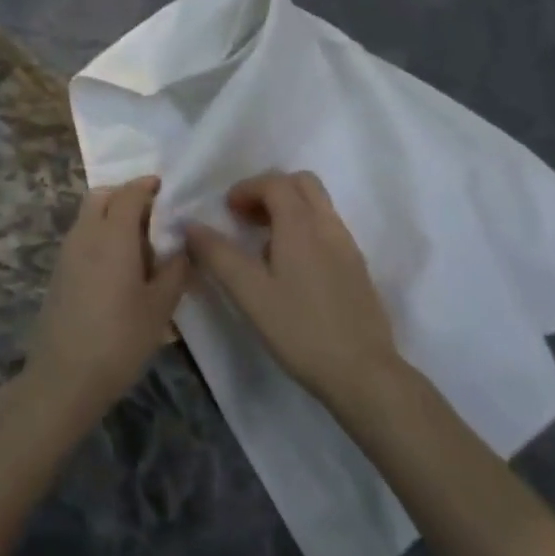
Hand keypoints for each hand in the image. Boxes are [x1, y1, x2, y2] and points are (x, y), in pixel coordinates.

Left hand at [25, 176, 189, 421]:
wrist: (63, 378)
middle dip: (125, 196)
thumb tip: (182, 248)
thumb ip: (175, 270)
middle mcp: (85, 234)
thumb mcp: (160, 307)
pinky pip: (82, 238)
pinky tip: (118, 268)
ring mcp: (67, 253)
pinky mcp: (58, 273)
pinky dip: (100, 236)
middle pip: (101, 196)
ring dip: (111, 217)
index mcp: (113, 235)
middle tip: (152, 216)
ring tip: (139, 247)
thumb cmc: (119, 339)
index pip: (129, 193)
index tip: (163, 187)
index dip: (147, 185)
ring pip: (88, 216)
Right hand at [185, 170, 397, 406]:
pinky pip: (328, 229)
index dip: (246, 188)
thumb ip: (218, 255)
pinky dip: (305, 229)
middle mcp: (328, 225)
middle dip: (270, 190)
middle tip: (246, 218)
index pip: (274, 182)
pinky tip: (291, 268)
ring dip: (289, 209)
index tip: (226, 210)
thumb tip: (190, 226)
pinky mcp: (357, 268)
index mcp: (301, 224)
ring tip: (264, 245)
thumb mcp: (250, 293)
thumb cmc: (300, 329)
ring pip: (318, 205)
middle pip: (302, 183)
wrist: (363, 372)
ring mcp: (347, 246)